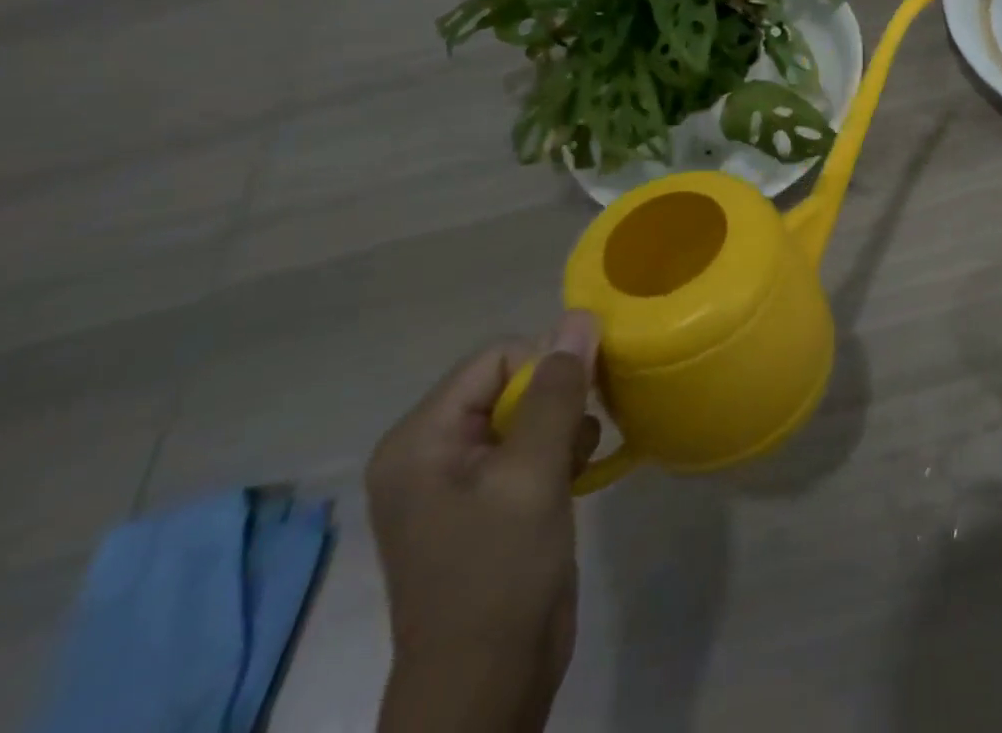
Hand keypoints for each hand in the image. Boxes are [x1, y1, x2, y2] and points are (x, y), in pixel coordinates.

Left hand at [368, 311, 601, 732]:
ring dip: (563, 426)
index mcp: (420, 439)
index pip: (497, 358)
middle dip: (556, 400)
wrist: (488, 684)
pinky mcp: (486, 501)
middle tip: (579, 435)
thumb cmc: (499, 574)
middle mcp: (431, 450)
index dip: (545, 369)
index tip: (578, 405)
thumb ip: (558, 391)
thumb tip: (581, 316)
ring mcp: (458, 479)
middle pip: (511, 382)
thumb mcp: (532, 474)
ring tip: (575, 462)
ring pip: (528, 411)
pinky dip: (558, 451)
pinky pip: (529, 444)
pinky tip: (574, 476)